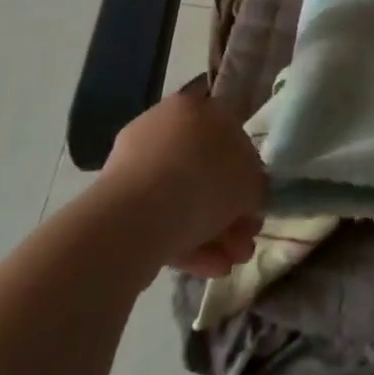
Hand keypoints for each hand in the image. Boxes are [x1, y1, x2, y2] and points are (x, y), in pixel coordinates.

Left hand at [97, 81, 265, 283]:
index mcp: (194, 107)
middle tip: (246, 240)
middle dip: (229, 211)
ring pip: (184, 198)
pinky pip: (160, 218)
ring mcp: (135, 166)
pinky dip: (185, 241)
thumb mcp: (251, 182)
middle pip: (206, 171)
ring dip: (213, 231)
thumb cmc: (205, 182)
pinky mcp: (117, 203)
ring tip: (231, 263)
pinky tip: (208, 267)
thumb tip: (249, 196)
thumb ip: (256, 186)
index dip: (248, 171)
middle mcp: (163, 127)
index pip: (230, 134)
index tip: (255, 203)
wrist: (136, 219)